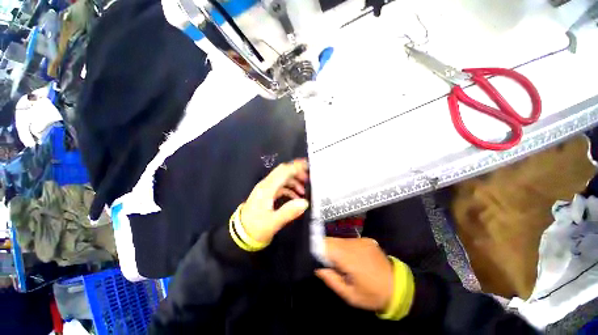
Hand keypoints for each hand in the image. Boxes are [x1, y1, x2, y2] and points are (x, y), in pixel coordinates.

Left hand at [241, 159, 309, 242]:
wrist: (241, 234)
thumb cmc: (256, 228)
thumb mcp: (273, 222)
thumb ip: (289, 212)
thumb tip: (304, 202)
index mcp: (267, 188)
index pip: (283, 171)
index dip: (296, 167)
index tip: (308, 166)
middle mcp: (266, 185)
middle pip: (283, 171)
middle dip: (297, 172)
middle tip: (308, 178)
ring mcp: (266, 189)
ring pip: (282, 178)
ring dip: (294, 181)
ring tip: (304, 190)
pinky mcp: (267, 194)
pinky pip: (280, 186)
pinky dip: (290, 188)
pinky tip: (296, 197)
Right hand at [315, 238, 392, 311]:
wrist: (398, 287)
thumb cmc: (372, 295)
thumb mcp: (350, 295)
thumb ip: (331, 280)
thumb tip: (318, 268)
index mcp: (348, 257)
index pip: (326, 244)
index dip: (318, 248)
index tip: (316, 259)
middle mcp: (354, 244)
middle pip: (332, 240)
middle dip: (326, 250)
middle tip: (329, 264)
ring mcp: (361, 240)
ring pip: (340, 240)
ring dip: (336, 249)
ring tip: (342, 263)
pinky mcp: (366, 239)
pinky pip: (349, 240)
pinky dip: (345, 247)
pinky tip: (352, 258)